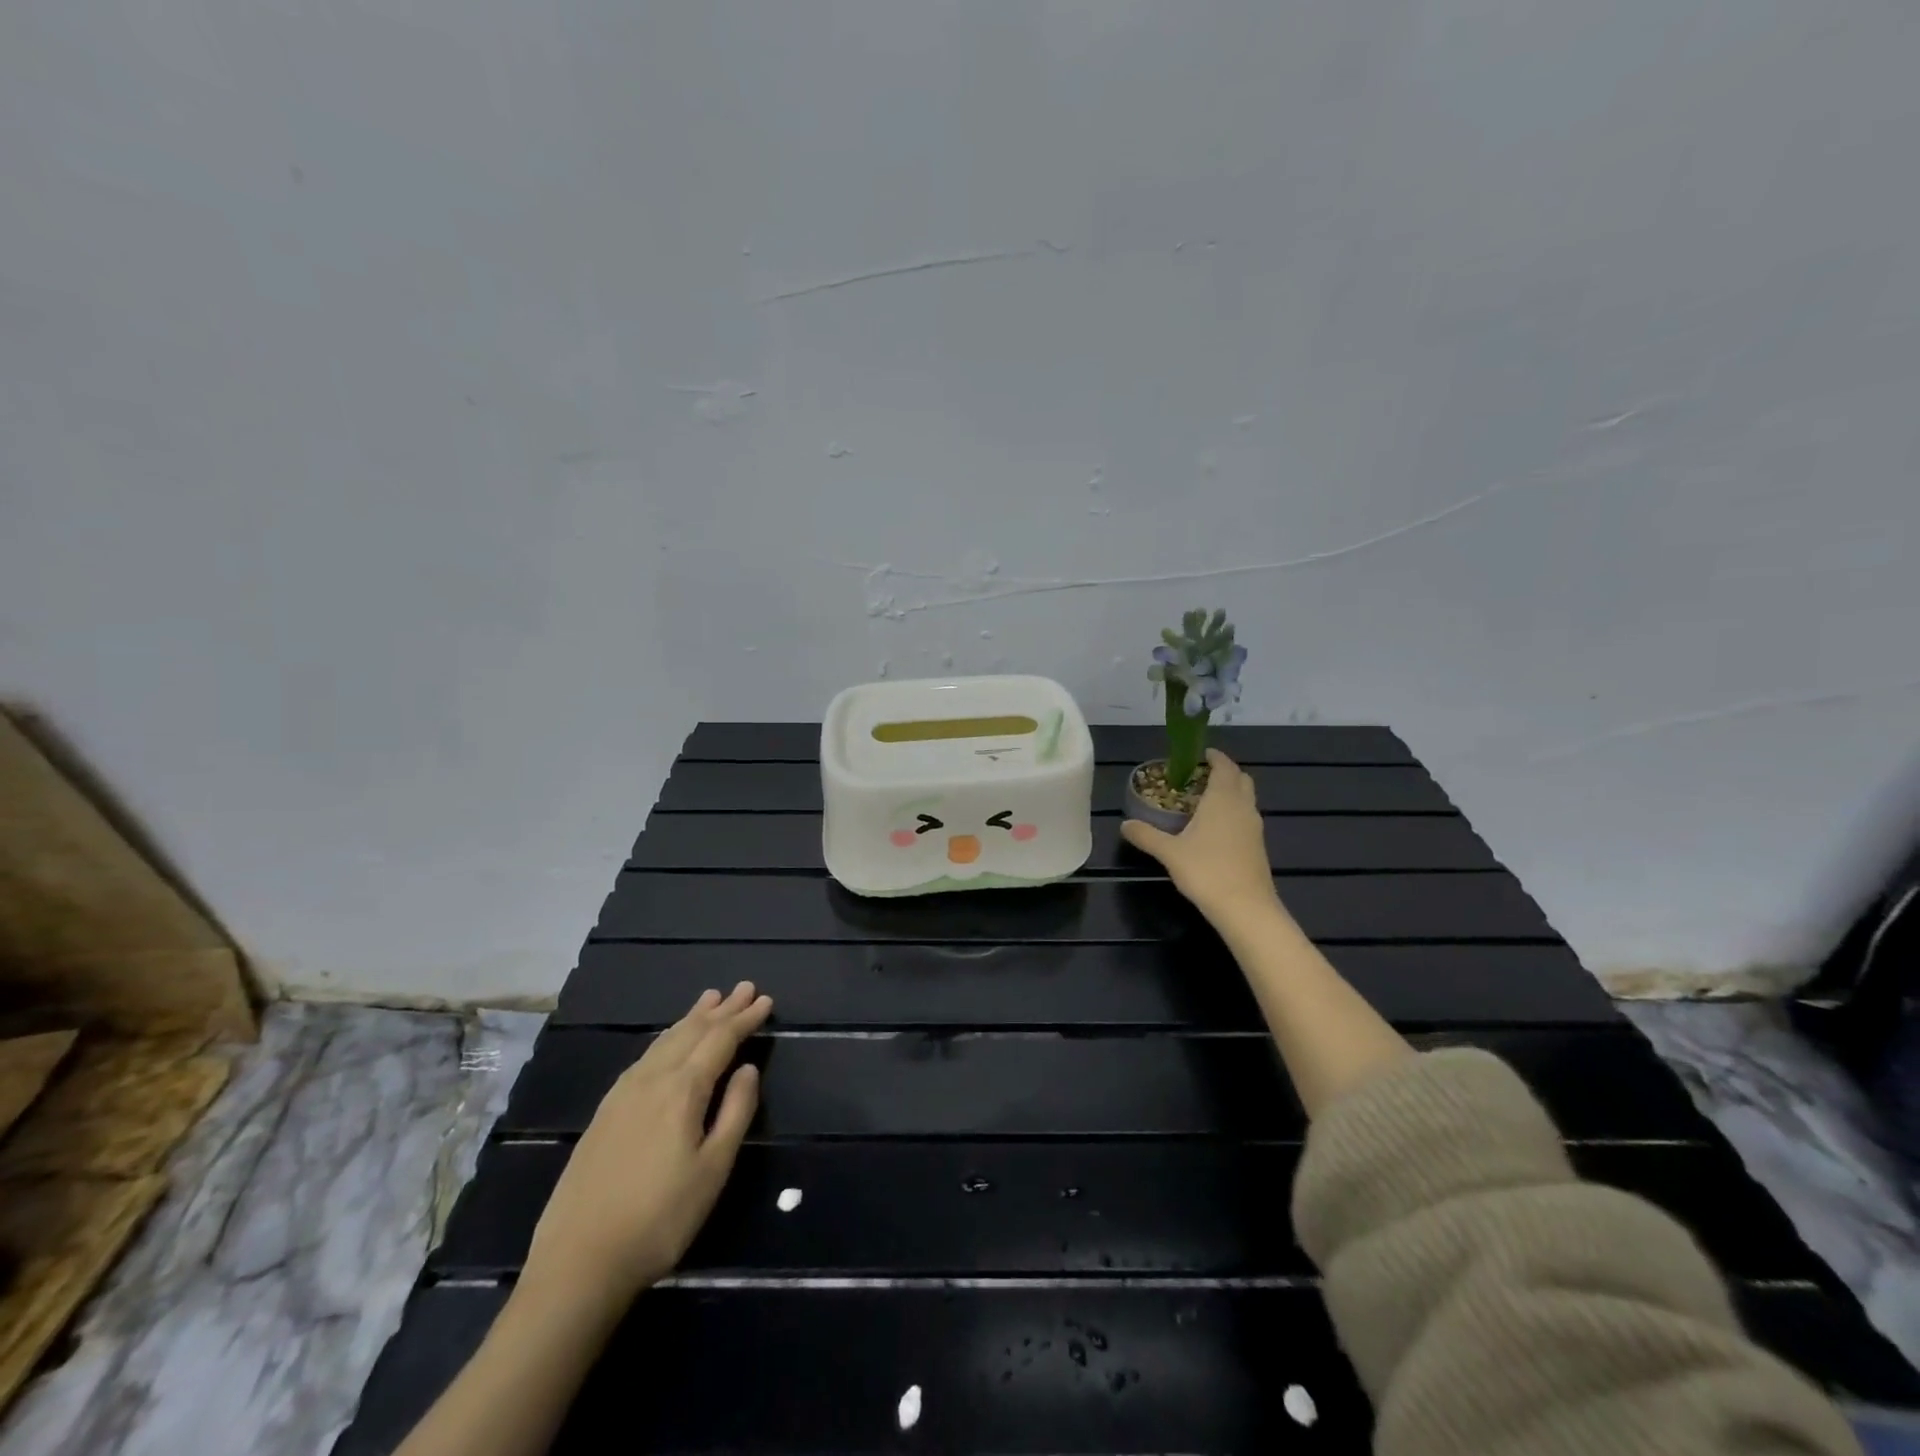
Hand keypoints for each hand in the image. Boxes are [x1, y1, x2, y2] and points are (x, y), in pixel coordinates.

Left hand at [524, 982, 770, 1303]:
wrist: (578, 1263)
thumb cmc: (660, 1219)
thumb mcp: (713, 1169)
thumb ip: (735, 1112)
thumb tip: (748, 1068)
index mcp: (682, 1090)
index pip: (720, 1040)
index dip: (745, 1019)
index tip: (766, 1001)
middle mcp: (651, 1080)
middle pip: (691, 1032)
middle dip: (721, 1009)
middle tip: (744, 987)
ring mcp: (622, 1095)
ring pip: (664, 1041)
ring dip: (691, 1019)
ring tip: (709, 1000)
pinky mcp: (604, 1113)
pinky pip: (644, 1058)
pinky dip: (666, 1039)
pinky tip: (667, 1044)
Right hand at [1121, 749, 1283, 926]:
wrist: (1246, 908)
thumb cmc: (1207, 872)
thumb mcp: (1169, 853)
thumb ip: (1146, 835)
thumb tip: (1124, 825)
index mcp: (1223, 800)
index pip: (1224, 766)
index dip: (1214, 757)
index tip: (1199, 754)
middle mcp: (1243, 808)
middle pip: (1241, 779)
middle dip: (1223, 773)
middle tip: (1199, 777)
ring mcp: (1254, 827)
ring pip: (1246, 799)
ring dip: (1230, 793)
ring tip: (1203, 801)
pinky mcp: (1257, 846)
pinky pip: (1246, 817)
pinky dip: (1233, 813)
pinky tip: (1213, 829)